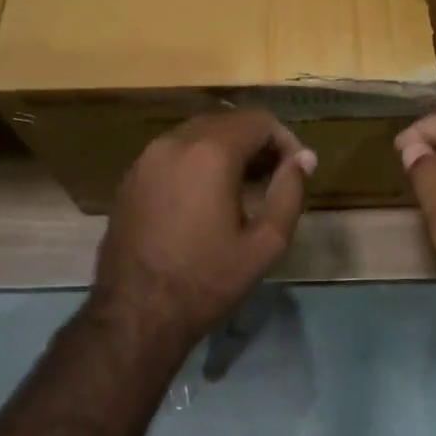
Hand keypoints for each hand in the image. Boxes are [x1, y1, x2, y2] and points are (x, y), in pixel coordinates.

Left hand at [93, 110, 316, 349]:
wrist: (135, 314)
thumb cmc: (207, 280)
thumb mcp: (266, 243)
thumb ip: (290, 192)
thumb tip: (304, 159)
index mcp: (211, 151)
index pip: (259, 121)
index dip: (285, 140)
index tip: (296, 170)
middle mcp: (176, 141)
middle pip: (228, 121)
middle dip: (257, 142)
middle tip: (274, 177)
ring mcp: (148, 156)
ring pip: (199, 133)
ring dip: (227, 148)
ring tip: (243, 186)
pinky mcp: (132, 175)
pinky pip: (174, 151)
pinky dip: (198, 159)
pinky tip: (205, 195)